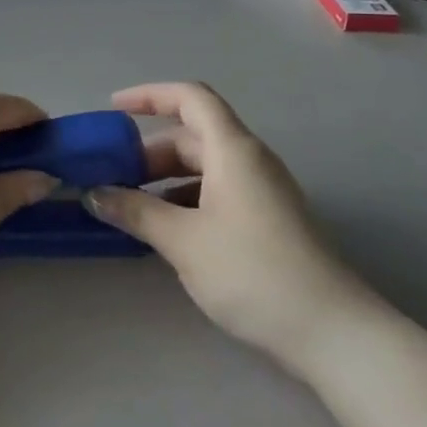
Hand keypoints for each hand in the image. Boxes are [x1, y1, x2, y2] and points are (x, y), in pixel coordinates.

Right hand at [84, 82, 359, 368]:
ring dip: (164, 180)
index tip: (113, 109)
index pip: (190, 98)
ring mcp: (262, 191)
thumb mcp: (184, 241)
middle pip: (192, 136)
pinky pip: (217, 193)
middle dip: (149, 152)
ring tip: (129, 207)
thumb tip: (94, 193)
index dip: (149, 96)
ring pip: (203, 168)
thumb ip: (136, 211)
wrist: (331, 331)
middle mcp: (250, 160)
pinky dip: (185, 200)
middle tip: (110, 177)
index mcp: (233, 150)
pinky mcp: (267, 220)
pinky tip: (165, 232)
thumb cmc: (252, 272)